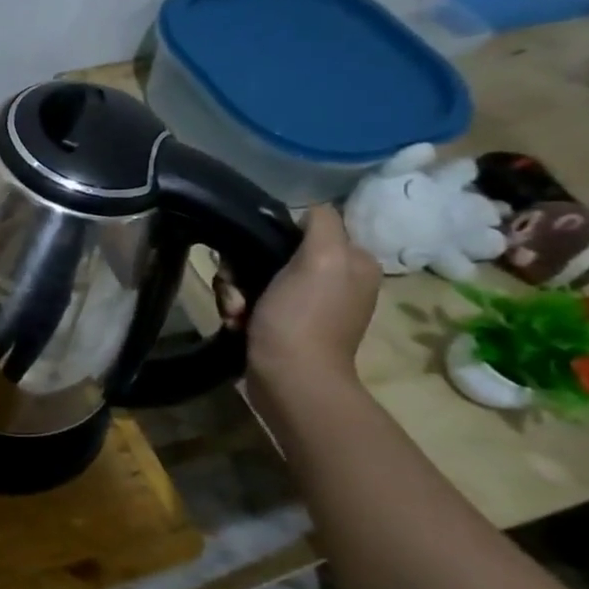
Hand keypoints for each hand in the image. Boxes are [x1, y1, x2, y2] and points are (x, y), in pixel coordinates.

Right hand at [239, 204, 380, 386]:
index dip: (271, 236)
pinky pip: (251, 301)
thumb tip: (307, 209)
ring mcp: (307, 304)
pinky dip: (238, 309)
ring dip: (235, 290)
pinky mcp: (283, 324)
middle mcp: (335, 280)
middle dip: (244, 268)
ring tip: (236, 311)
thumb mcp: (322, 258)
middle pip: (272, 253)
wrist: (289, 379)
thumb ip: (322, 224)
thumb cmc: (303, 317)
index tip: (252, 254)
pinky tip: (236, 322)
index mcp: (352, 262)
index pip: (303, 228)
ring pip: (254, 277)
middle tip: (239, 288)